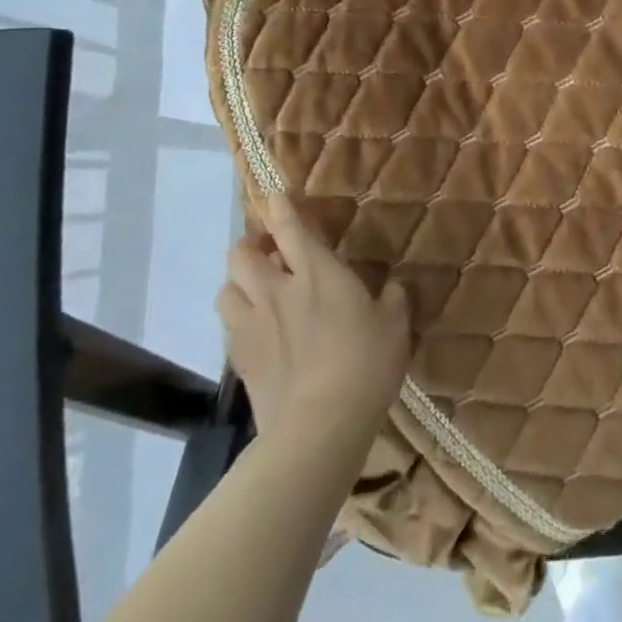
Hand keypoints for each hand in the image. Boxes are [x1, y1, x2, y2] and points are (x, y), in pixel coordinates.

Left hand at [216, 192, 411, 437]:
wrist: (319, 425)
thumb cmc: (366, 364)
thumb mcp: (395, 325)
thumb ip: (392, 298)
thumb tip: (391, 286)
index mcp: (317, 273)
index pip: (289, 228)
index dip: (280, 207)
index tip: (275, 195)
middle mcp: (277, 291)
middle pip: (242, 254)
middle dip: (251, 244)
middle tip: (270, 251)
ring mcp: (252, 326)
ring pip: (226, 288)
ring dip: (240, 282)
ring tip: (258, 289)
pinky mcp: (240, 360)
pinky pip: (229, 326)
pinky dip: (239, 318)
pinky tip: (257, 329)